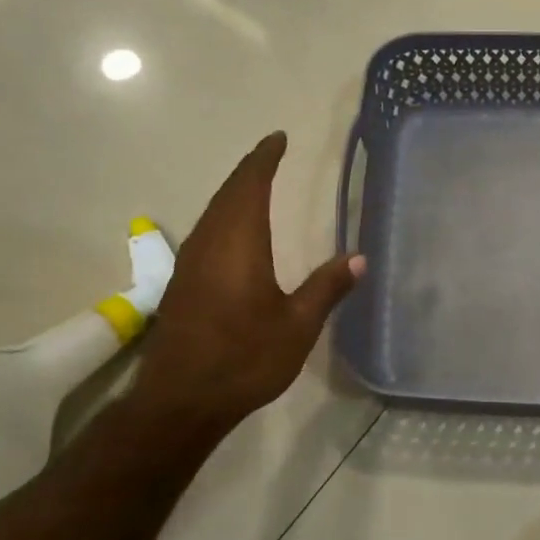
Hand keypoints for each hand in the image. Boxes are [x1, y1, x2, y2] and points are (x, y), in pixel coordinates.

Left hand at [129, 132, 362, 433]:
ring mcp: (190, 263)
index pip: (250, 185)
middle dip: (249, 170)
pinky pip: (205, 232)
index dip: (264, 159)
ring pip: (212, 212)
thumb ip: (327, 287)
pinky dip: (224, 216)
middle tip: (271, 155)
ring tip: (256, 184)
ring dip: (234, 193)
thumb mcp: (297, 326)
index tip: (279, 139)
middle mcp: (209, 243)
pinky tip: (234, 232)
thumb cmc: (244, 359)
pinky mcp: (181, 283)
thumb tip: (358, 256)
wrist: (181, 400)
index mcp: (238, 243)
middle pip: (227, 193)